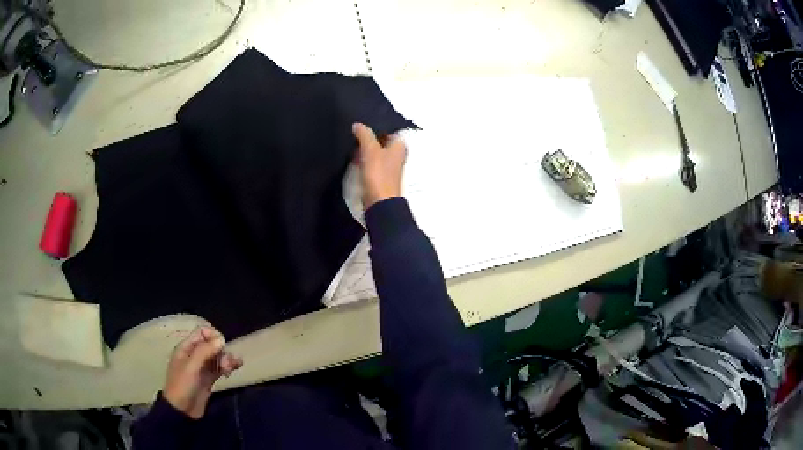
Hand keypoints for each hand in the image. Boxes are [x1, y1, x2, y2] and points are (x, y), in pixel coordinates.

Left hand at [163, 326, 242, 418]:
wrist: (182, 410)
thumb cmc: (182, 385)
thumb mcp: (191, 366)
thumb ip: (205, 351)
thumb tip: (221, 339)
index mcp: (186, 348)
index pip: (201, 333)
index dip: (213, 336)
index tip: (222, 345)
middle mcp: (194, 355)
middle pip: (211, 344)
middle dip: (221, 350)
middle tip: (228, 361)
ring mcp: (202, 367)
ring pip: (217, 357)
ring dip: (226, 358)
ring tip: (233, 366)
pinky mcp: (209, 378)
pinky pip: (220, 368)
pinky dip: (228, 366)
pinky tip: (236, 367)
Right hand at [352, 123, 406, 209]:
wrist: (379, 203)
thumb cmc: (378, 173)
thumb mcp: (370, 150)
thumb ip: (364, 135)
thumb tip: (357, 125)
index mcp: (399, 145)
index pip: (388, 128)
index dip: (375, 125)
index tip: (361, 120)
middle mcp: (396, 153)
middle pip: (380, 140)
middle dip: (367, 136)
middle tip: (352, 129)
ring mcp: (388, 165)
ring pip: (374, 151)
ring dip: (363, 147)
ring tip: (349, 140)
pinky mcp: (379, 175)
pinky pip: (369, 162)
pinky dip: (362, 158)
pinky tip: (352, 156)